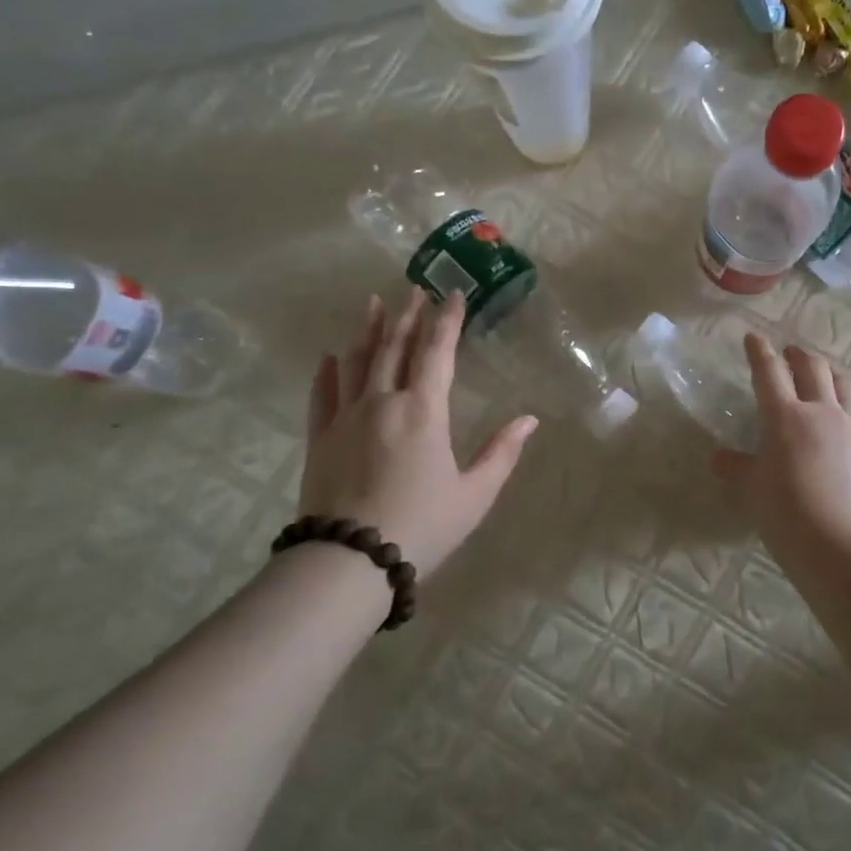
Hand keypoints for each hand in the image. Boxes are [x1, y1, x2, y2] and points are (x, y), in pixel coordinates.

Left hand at [298, 289, 536, 581]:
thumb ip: (502, 453)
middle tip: (414, 289)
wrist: (350, 561)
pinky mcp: (320, 438)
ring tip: (372, 303)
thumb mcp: (474, 494)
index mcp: (423, 411)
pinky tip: (330, 357)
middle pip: (394, 347)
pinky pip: (322, 395)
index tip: (454, 294)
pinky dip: (327, 372)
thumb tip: (530, 420)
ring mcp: (346, 417)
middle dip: (407, 315)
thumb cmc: (422, 526)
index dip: (448, 321)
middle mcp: (383, 402)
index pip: (437, 352)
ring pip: (357, 362)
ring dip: (367, 330)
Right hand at [711, 333, 850, 561]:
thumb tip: (718, 458)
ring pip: (845, 385)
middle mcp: (821, 411)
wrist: (841, 546)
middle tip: (791, 354)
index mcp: (784, 417)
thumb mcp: (751, 491)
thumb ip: (736, 468)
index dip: (759, 352)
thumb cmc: (785, 515)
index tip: (753, 337)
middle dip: (799, 356)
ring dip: (831, 373)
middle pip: (813, 369)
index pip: (768, 372)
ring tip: (824, 373)